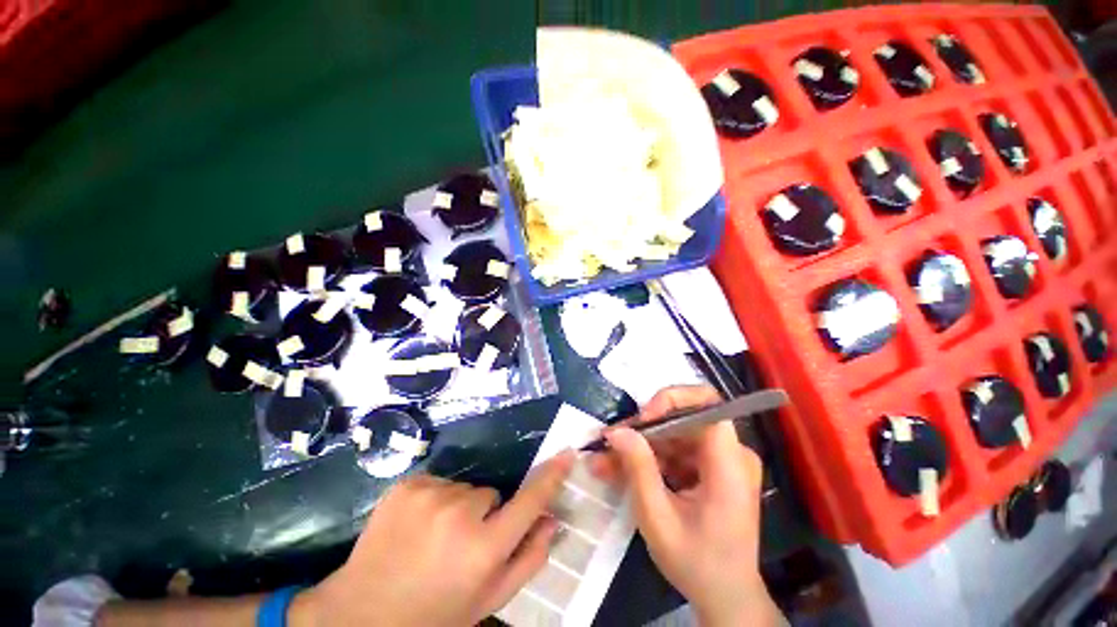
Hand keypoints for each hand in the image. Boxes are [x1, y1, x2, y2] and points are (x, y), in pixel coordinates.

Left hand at [292, 452, 573, 626]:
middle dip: (485, 514)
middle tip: (462, 544)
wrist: (361, 615)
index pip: (530, 501)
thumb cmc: (434, 614)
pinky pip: (439, 482)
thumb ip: (528, 559)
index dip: (551, 476)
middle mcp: (459, 514)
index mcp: (483, 549)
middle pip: (492, 494)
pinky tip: (415, 527)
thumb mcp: (487, 600)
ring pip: (465, 488)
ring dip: (459, 508)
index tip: (567, 454)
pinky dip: (435, 500)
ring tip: (434, 538)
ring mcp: (429, 495)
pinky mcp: (407, 484)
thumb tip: (552, 519)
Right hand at [590, 386, 780, 626]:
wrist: (726, 598)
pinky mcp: (708, 469)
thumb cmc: (698, 564)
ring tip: (605, 461)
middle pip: (682, 419)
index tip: (642, 419)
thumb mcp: (659, 519)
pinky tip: (620, 471)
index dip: (671, 400)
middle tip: (610, 443)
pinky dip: (647, 459)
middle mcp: (730, 453)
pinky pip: (674, 451)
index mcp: (729, 463)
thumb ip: (638, 469)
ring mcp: (720, 461)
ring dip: (638, 445)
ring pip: (672, 434)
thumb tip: (617, 431)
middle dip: (642, 429)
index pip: (707, 404)